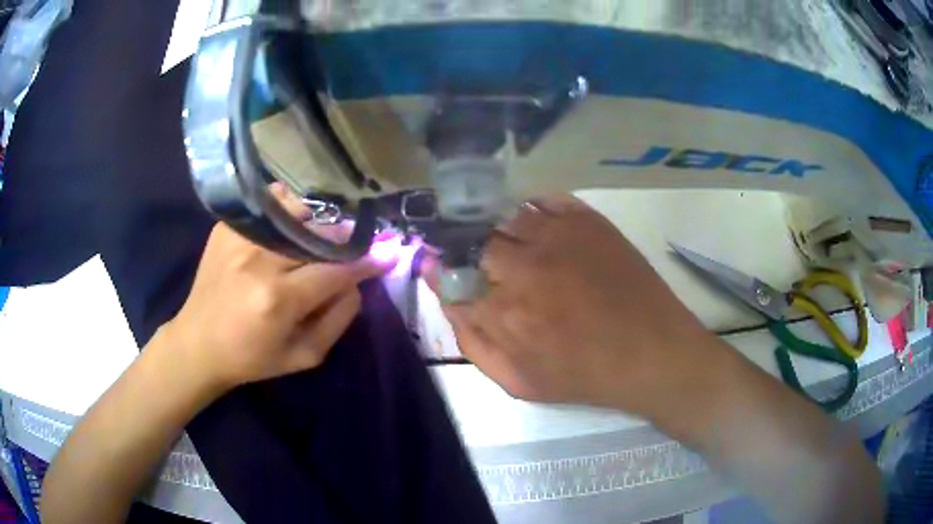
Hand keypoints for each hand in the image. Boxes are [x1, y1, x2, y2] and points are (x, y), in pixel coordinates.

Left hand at [163, 184, 396, 391]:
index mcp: (278, 300)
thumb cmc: (252, 358)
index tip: (386, 255)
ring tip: (313, 242)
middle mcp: (259, 261)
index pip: (336, 269)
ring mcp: (239, 238)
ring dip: (314, 225)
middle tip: (348, 251)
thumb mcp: (305, 356)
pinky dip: (285, 213)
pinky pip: (268, 206)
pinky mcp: (226, 228)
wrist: (198, 344)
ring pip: (295, 212)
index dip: (365, 262)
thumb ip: (339, 319)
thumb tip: (357, 281)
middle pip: (318, 235)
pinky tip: (284, 231)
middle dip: (342, 241)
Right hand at [428, 195, 719, 413]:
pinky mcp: (587, 221)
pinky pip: (543, 200)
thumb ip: (473, 343)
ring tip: (508, 242)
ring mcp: (558, 237)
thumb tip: (449, 302)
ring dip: (497, 227)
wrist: (651, 353)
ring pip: (504, 216)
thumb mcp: (518, 382)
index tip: (443, 268)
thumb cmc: (584, 375)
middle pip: (472, 239)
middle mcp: (524, 265)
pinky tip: (535, 226)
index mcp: (504, 311)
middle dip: (467, 247)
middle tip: (479, 258)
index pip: (450, 274)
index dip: (442, 269)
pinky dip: (530, 208)